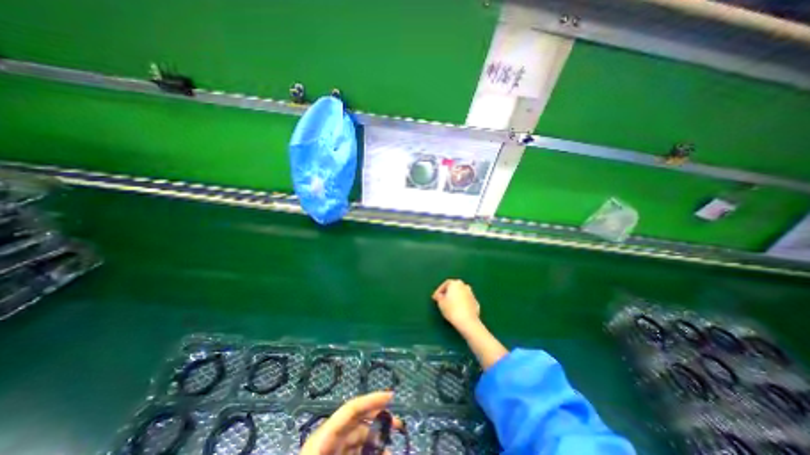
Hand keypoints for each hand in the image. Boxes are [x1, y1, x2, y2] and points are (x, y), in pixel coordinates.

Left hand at [300, 391, 401, 453]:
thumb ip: (362, 454)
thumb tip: (387, 452)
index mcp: (323, 438)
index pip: (352, 409)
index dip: (372, 399)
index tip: (392, 397)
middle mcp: (327, 439)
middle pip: (357, 422)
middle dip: (379, 422)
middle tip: (398, 426)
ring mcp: (328, 451)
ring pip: (357, 438)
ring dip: (375, 442)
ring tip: (390, 451)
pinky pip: (353, 451)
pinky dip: (367, 452)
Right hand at [431, 279, 479, 327]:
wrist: (467, 321)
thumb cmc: (451, 309)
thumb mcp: (440, 303)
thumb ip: (439, 297)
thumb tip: (440, 295)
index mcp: (455, 283)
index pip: (445, 284)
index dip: (439, 290)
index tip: (435, 298)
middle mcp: (464, 286)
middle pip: (454, 287)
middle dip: (448, 293)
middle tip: (443, 300)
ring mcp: (471, 294)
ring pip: (461, 294)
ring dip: (456, 298)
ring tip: (450, 306)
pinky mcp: (476, 302)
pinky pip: (466, 301)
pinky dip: (462, 303)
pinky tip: (458, 310)